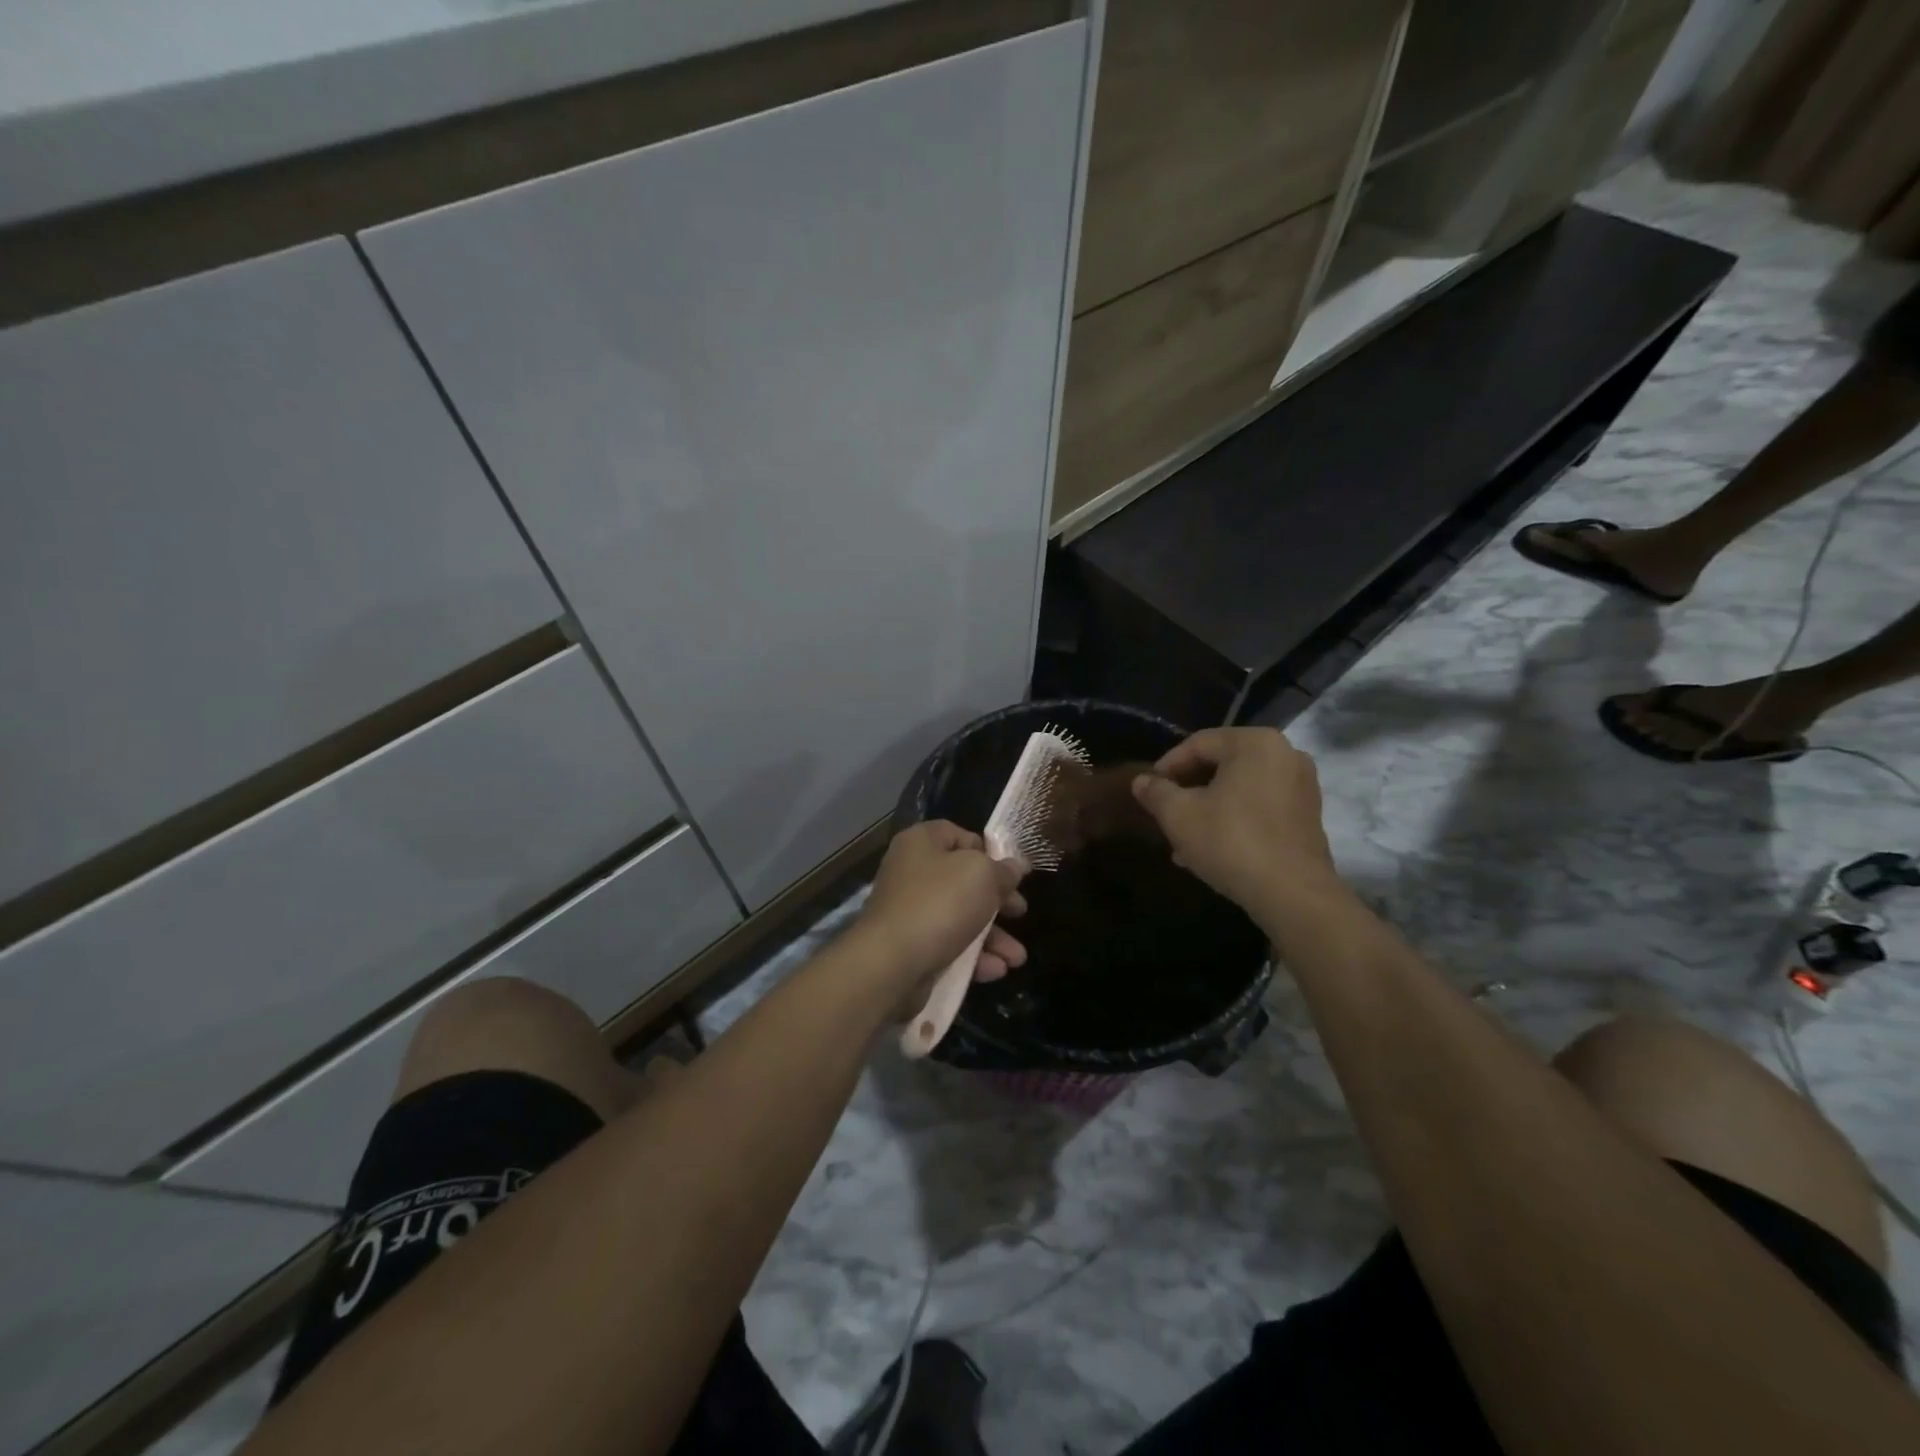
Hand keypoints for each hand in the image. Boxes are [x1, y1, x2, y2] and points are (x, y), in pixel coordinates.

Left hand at [856, 821, 1028, 990]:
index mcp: (922, 843)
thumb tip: (1016, 867)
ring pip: (961, 918)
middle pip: (964, 880)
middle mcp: (913, 873)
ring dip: (994, 937)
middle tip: (1020, 912)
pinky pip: (949, 946)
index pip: (959, 835)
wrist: (891, 963)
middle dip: (998, 901)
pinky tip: (997, 970)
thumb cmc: (940, 903)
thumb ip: (1003, 870)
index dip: (988, 851)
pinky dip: (974, 957)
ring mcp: (910, 912)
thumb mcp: (982, 875)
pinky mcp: (912, 947)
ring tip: (1017, 958)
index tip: (1012, 872)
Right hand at [1129, 727, 1344, 922]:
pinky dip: (1235, 819)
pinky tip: (1213, 848)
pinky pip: (1261, 806)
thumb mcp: (1179, 816)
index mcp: (1255, 743)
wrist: (1292, 894)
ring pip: (1240, 789)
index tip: (1149, 790)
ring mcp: (1302, 786)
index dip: (1167, 766)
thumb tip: (1141, 781)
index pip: (1198, 744)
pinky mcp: (1308, 816)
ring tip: (1183, 839)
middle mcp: (1285, 754)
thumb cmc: (1231, 842)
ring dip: (1209, 808)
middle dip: (1189, 791)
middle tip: (1165, 814)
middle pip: (1221, 765)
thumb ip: (1156, 792)